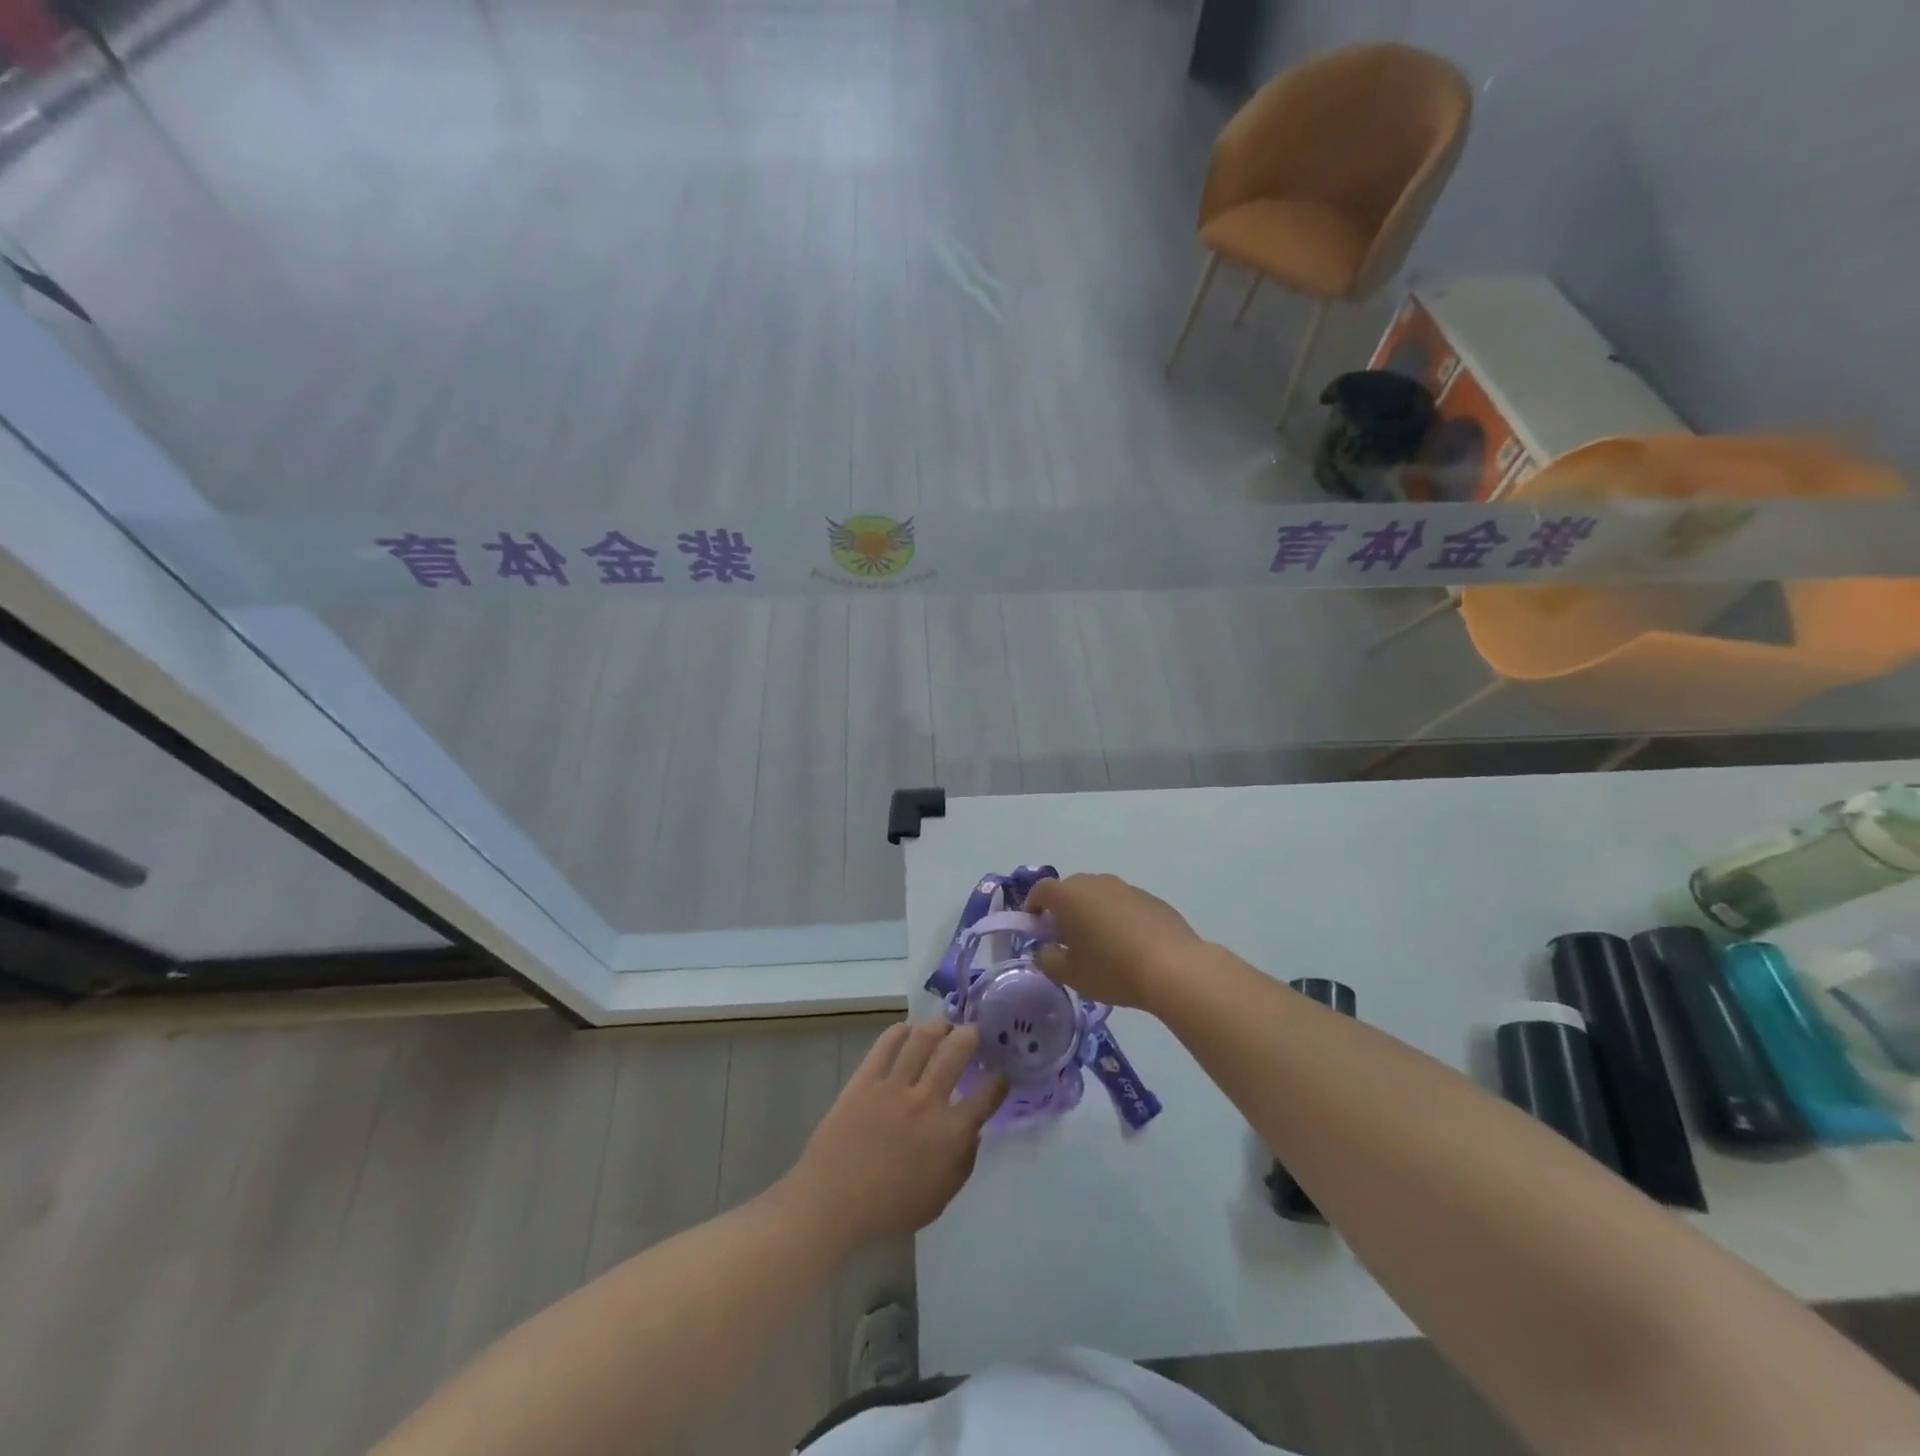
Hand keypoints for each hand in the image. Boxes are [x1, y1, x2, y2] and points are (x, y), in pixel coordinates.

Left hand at [782, 1022, 1006, 1250]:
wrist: (833, 1201)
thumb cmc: (890, 1209)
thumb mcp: (940, 1198)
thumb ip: (963, 1163)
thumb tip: (973, 1132)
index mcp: (950, 1133)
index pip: (986, 1096)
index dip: (998, 1081)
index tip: (1000, 1074)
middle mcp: (927, 1100)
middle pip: (956, 1051)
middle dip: (970, 1036)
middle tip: (972, 1033)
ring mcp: (895, 1086)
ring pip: (923, 1038)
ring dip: (939, 1026)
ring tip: (943, 1026)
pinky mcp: (866, 1078)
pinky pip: (886, 1044)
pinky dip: (900, 1030)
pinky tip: (908, 1028)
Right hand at [1024, 872, 1203, 1010]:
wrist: (1173, 968)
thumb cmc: (1112, 969)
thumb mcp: (1070, 974)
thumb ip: (1047, 959)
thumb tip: (1045, 950)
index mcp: (1069, 895)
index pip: (1041, 891)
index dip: (1033, 907)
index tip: (1035, 927)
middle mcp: (1096, 882)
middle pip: (1071, 890)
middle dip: (1063, 910)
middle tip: (1066, 939)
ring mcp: (1126, 887)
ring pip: (1099, 896)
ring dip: (1092, 913)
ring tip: (1099, 943)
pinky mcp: (1151, 899)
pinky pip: (1124, 904)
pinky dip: (1118, 918)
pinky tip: (1129, 945)